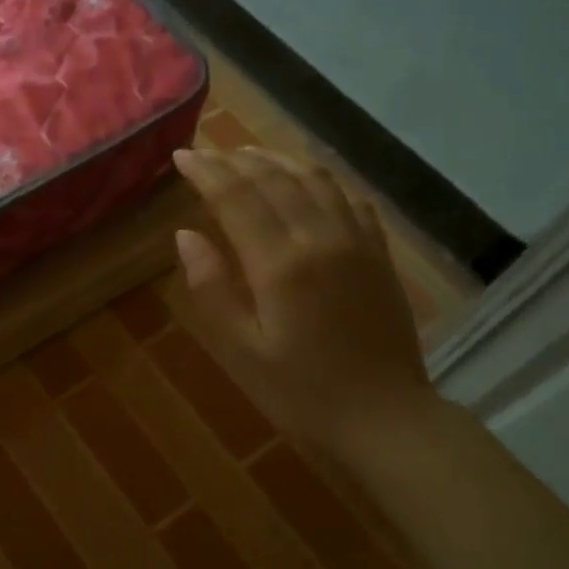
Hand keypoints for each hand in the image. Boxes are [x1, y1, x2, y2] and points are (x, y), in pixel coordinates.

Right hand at [171, 147, 434, 455]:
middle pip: (275, 180)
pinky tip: (308, 179)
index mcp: (282, 264)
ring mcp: (357, 242)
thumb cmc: (302, 393)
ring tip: (249, 153)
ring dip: (278, 159)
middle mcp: (321, 239)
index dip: (207, 172)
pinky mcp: (379, 254)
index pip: (238, 198)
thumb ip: (212, 289)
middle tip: (207, 150)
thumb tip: (185, 236)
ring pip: (316, 179)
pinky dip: (322, 178)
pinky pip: (350, 198)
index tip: (182, 154)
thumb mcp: (242, 352)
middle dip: (236, 160)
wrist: (385, 418)